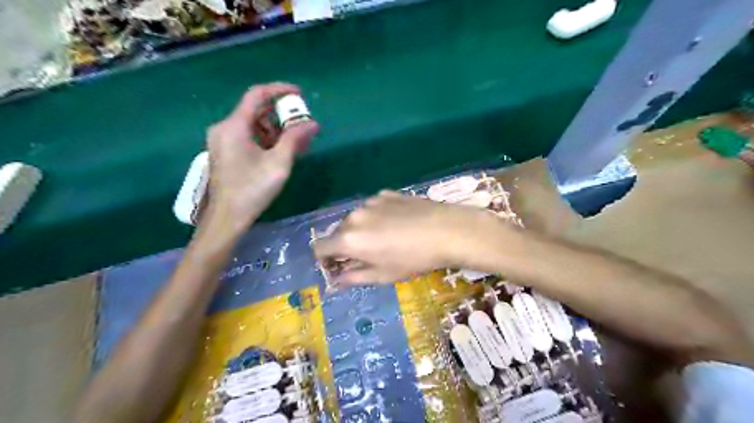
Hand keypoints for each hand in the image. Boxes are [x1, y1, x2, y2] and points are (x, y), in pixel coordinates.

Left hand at [204, 83, 316, 234]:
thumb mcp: (279, 163)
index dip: (279, 90)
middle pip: (256, 111)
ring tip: (298, 141)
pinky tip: (284, 150)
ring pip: (254, 126)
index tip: (299, 94)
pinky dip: (267, 140)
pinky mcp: (226, 153)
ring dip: (277, 130)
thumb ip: (294, 139)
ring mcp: (223, 141)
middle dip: (282, 115)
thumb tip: (312, 124)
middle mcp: (225, 128)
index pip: (257, 95)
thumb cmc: (252, 188)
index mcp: (234, 126)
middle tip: (303, 123)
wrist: (227, 217)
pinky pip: (249, 138)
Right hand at [309, 192, 498, 283]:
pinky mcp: (386, 193)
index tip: (338, 265)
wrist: (446, 230)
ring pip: (356, 219)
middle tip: (367, 255)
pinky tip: (398, 224)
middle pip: (338, 232)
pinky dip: (377, 217)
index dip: (325, 258)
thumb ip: (354, 276)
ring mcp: (370, 202)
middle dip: (345, 245)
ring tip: (387, 238)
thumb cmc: (413, 259)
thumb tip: (336, 279)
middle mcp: (353, 216)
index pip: (319, 247)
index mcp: (348, 239)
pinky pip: (373, 208)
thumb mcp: (383, 275)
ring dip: (362, 230)